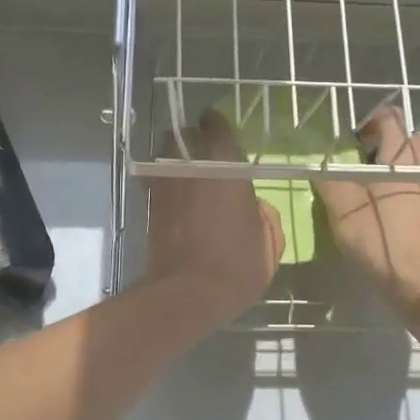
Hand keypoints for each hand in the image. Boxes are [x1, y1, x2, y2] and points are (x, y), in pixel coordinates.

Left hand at [145, 111, 283, 325]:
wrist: (186, 295)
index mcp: (223, 165)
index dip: (218, 124)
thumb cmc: (236, 265)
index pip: (215, 125)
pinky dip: (166, 183)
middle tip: (207, 156)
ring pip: (166, 156)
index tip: (222, 130)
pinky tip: (177, 199)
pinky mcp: (150, 205)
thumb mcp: (269, 241)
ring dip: (176, 160)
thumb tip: (254, 205)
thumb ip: (264, 213)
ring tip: (189, 176)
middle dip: (193, 140)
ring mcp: (164, 184)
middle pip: (184, 136)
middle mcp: (189, 166)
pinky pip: (157, 181)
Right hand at [314, 108, 419, 319]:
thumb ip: (328, 178)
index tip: (349, 143)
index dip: (367, 123)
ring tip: (373, 192)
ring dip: (398, 169)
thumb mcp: (342, 208)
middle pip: (409, 138)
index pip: (390, 118)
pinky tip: (391, 215)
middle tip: (361, 165)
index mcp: (403, 155)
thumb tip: (318, 163)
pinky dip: (409, 190)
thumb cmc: (382, 239)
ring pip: (419, 165)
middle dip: (386, 145)